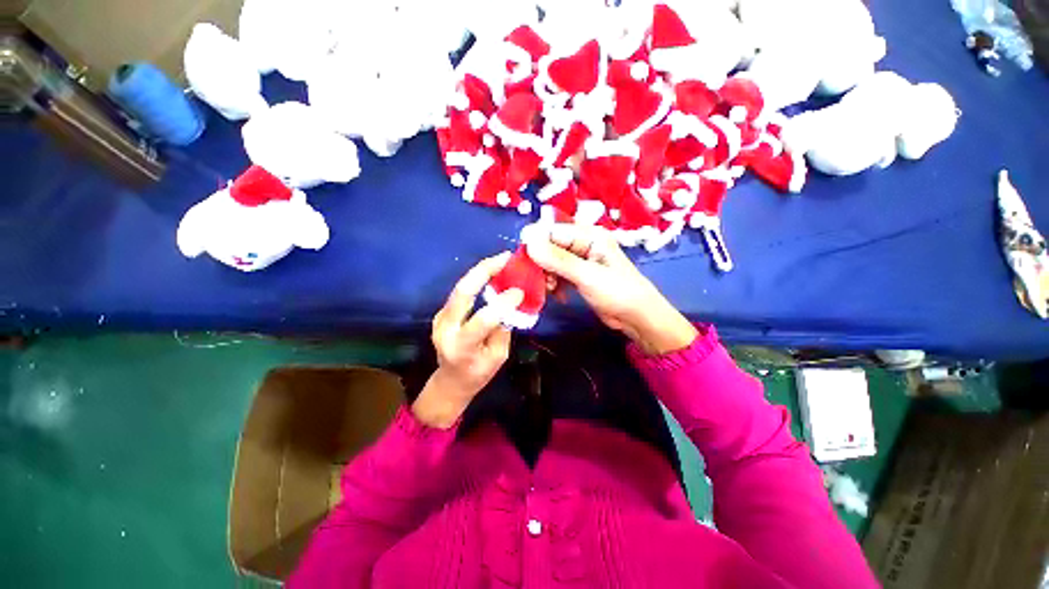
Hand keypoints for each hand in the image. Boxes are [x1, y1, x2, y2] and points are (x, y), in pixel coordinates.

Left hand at [412, 252, 523, 428]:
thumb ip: (503, 329)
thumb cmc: (478, 373)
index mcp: (461, 346)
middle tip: (505, 258)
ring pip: (460, 287)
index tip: (519, 291)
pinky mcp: (441, 312)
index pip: (483, 319)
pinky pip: (460, 292)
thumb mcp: (498, 356)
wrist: (450, 381)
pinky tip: (491, 273)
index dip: (503, 303)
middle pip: (462, 292)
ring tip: (501, 261)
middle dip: (484, 270)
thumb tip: (511, 303)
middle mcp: (445, 328)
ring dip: (481, 271)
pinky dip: (477, 280)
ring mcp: (440, 318)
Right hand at [524, 224, 697, 354]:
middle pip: (550, 246)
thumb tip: (529, 244)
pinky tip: (557, 294)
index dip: (535, 243)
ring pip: (551, 261)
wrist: (636, 317)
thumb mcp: (587, 275)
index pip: (553, 231)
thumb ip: (558, 260)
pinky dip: (553, 283)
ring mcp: (580, 260)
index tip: (523, 260)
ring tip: (550, 289)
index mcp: (588, 235)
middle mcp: (583, 243)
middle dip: (541, 262)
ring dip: (546, 275)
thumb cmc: (618, 293)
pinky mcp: (578, 275)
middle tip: (539, 280)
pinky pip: (557, 274)